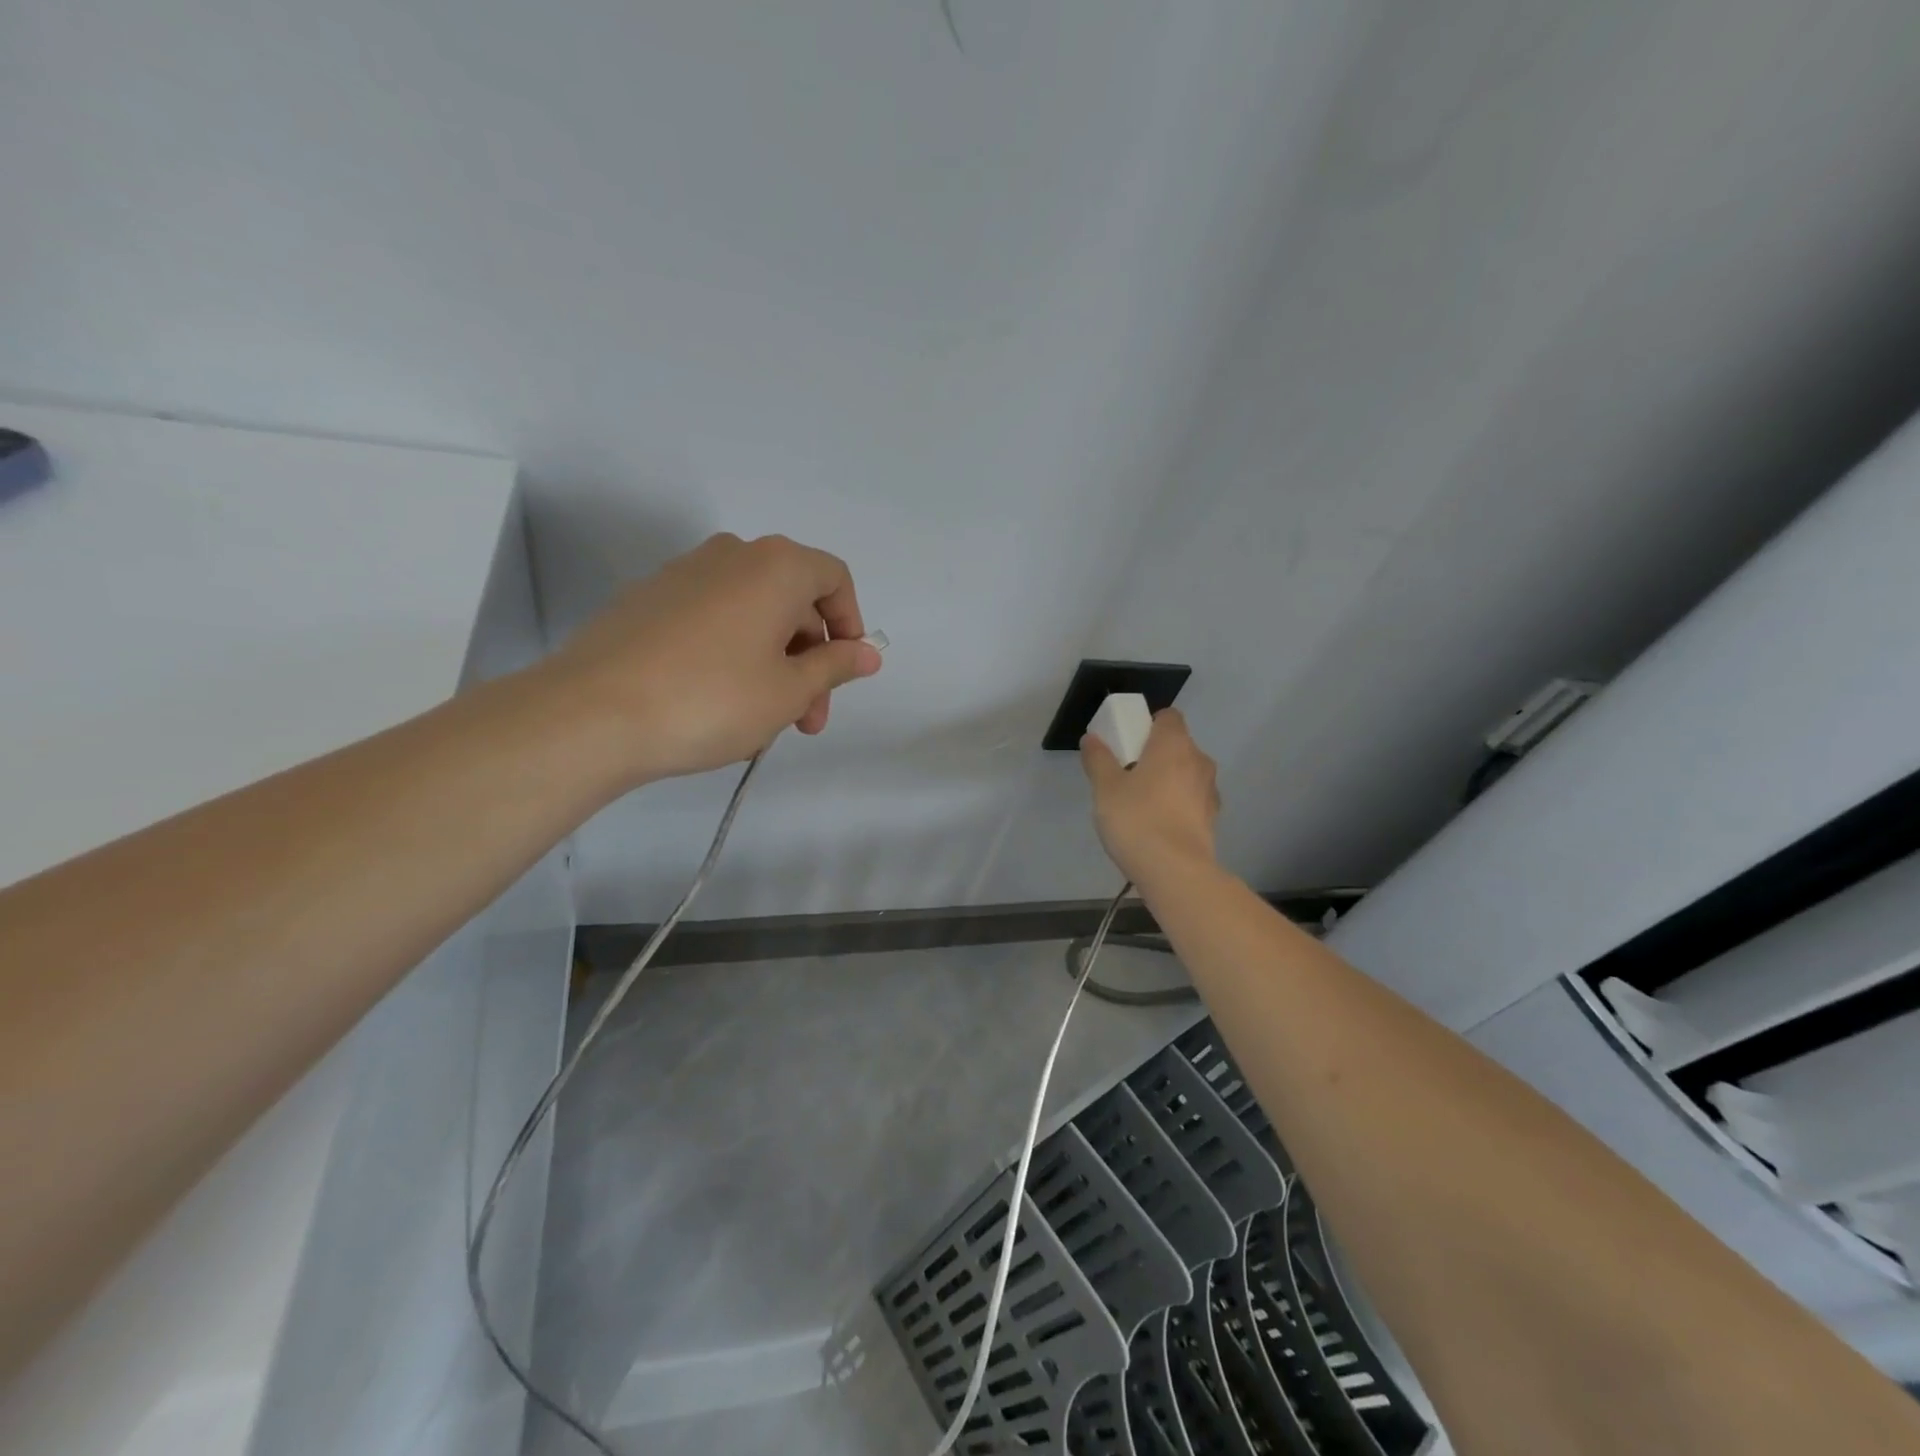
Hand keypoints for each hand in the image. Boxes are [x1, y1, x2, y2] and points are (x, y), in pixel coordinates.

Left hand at [543, 533, 880, 785]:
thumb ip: (835, 666)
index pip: (835, 579)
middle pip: (792, 600)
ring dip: (772, 664)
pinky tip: (719, 706)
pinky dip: (732, 655)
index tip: (845, 673)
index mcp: (775, 566)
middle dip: (810, 660)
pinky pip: (712, 621)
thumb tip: (868, 653)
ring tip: (763, 723)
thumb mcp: (789, 690)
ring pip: (751, 615)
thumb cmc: (712, 699)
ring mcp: (683, 575)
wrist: (591, 714)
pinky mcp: (647, 601)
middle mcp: (731, 555)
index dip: (850, 625)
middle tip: (806, 718)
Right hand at [1081, 708, 1220, 885]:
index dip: (1148, 724)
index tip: (1128, 744)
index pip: (1168, 717)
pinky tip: (1157, 825)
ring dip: (1167, 781)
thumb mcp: (1105, 788)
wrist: (1175, 871)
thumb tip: (1091, 738)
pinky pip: (1191, 799)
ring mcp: (1210, 791)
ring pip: (1186, 774)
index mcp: (1174, 744)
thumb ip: (1098, 759)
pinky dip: (1176, 804)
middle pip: (1177, 746)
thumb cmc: (1137, 820)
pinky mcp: (1213, 819)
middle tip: (1127, 775)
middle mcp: (1199, 761)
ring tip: (1141, 804)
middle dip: (1155, 755)